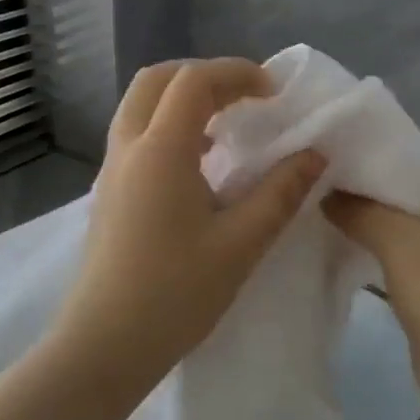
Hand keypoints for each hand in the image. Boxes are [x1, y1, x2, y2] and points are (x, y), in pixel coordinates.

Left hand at [52, 58, 327, 397]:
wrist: (103, 347)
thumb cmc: (175, 294)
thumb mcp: (241, 244)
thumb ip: (281, 192)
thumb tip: (315, 154)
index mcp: (160, 149)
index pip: (195, 80)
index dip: (237, 73)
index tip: (274, 93)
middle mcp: (129, 147)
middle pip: (157, 79)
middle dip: (205, 76)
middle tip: (245, 98)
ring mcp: (112, 169)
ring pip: (141, 105)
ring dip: (183, 99)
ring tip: (226, 127)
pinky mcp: (108, 192)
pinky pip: (136, 134)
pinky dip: (168, 125)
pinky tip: (199, 164)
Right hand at [323, 135, 419, 419]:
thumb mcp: (400, 240)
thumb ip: (362, 209)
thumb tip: (328, 193)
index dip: (401, 136)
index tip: (355, 139)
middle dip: (377, 177)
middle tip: (330, 171)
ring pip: (409, 221)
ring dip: (374, 214)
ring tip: (326, 203)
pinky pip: (404, 254)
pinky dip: (378, 247)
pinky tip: (341, 246)